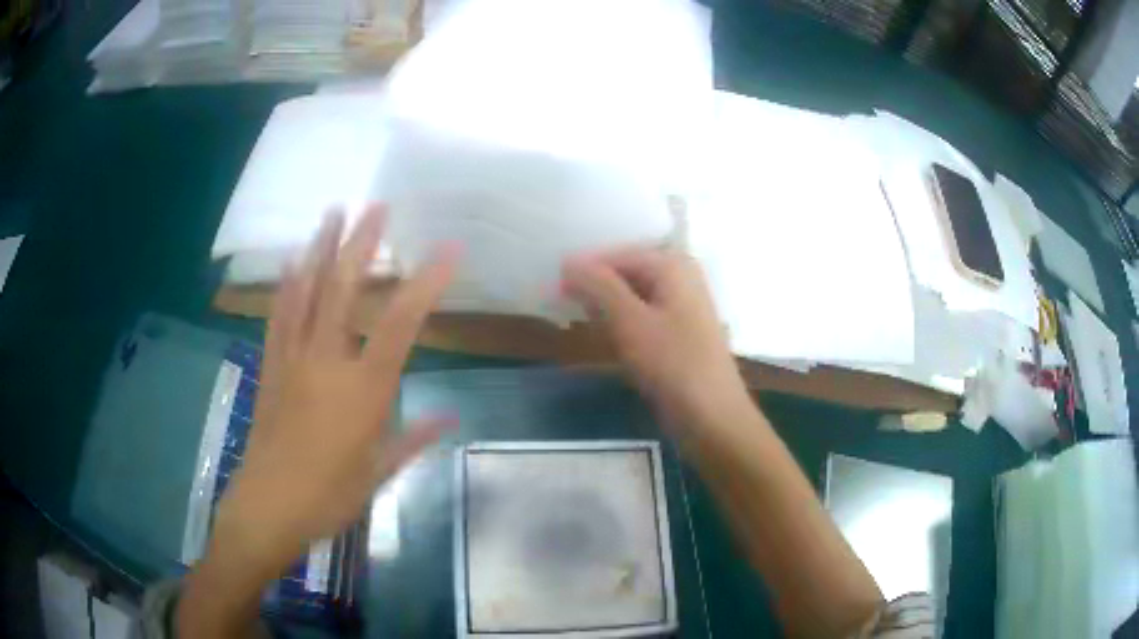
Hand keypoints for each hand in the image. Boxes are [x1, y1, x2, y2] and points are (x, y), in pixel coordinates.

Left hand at [216, 205, 456, 573]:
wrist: (268, 507)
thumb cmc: (328, 496)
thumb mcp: (378, 474)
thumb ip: (413, 438)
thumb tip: (449, 417)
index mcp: (362, 390)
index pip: (400, 325)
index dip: (425, 284)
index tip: (447, 250)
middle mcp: (326, 362)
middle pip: (343, 290)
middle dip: (361, 244)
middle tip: (376, 206)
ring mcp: (292, 359)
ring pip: (306, 292)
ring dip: (320, 249)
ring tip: (332, 213)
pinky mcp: (270, 367)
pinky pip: (278, 316)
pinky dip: (285, 284)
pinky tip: (290, 262)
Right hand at [562, 247, 750, 431]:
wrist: (712, 418)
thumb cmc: (673, 365)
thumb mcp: (630, 321)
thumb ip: (598, 285)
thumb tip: (568, 261)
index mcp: (673, 265)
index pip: (616, 255)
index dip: (583, 269)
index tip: (552, 290)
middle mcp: (680, 277)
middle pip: (626, 271)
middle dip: (593, 286)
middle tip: (559, 303)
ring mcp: (682, 306)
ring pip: (632, 295)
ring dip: (604, 305)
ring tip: (574, 317)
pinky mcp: (678, 333)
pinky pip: (641, 316)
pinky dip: (620, 322)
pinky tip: (602, 334)